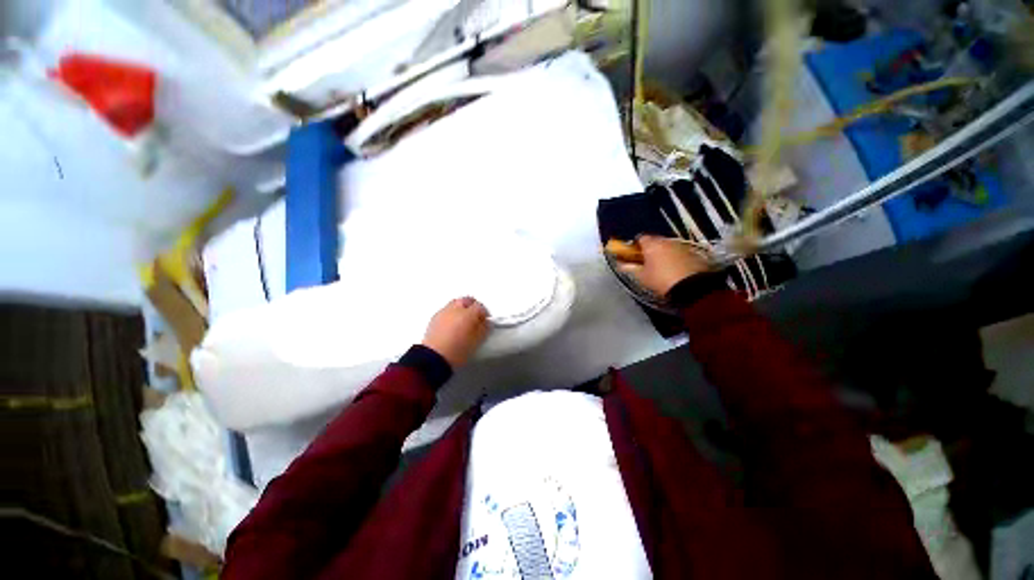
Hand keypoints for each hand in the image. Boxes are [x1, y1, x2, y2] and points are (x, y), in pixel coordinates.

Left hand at [422, 297, 489, 368]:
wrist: (434, 358)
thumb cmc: (456, 351)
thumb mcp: (477, 341)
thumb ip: (484, 329)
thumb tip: (485, 324)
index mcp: (468, 314)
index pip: (480, 307)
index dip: (484, 313)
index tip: (485, 321)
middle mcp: (455, 309)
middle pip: (466, 300)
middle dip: (472, 306)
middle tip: (475, 317)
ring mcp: (443, 312)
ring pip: (455, 304)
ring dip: (461, 309)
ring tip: (463, 321)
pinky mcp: (434, 318)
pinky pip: (445, 311)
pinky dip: (451, 314)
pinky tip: (452, 325)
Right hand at [618, 235, 710, 295]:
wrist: (692, 287)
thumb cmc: (660, 280)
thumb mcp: (641, 276)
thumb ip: (629, 268)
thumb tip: (620, 264)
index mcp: (652, 244)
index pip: (640, 238)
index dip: (635, 246)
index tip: (633, 255)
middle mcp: (667, 241)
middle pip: (655, 241)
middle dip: (650, 249)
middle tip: (646, 262)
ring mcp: (682, 246)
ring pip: (668, 247)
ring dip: (663, 253)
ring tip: (661, 268)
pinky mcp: (694, 253)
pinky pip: (680, 253)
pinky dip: (675, 258)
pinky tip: (675, 270)